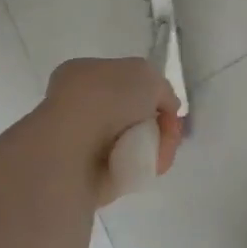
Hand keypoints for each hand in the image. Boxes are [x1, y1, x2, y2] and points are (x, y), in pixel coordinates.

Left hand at [37, 57, 183, 207]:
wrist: (75, 145)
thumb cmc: (107, 97)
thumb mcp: (147, 74)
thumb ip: (162, 89)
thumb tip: (166, 109)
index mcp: (84, 74)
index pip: (124, 81)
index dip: (151, 93)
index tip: (166, 106)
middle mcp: (81, 105)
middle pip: (134, 114)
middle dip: (158, 124)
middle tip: (171, 131)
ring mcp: (84, 141)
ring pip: (136, 142)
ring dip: (157, 146)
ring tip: (161, 151)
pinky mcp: (91, 173)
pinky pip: (130, 167)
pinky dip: (146, 165)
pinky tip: (151, 165)